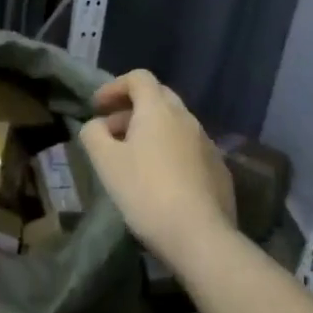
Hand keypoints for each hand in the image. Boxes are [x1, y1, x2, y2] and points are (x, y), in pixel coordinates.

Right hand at [80, 69, 234, 268]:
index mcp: (159, 110)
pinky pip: (189, 148)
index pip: (139, 78)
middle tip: (112, 131)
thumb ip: (94, 135)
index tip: (97, 107)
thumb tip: (96, 125)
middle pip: (159, 98)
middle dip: (132, 109)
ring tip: (133, 159)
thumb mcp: (106, 162)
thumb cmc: (145, 192)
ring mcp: (207, 143)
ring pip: (175, 125)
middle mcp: (186, 118)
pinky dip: (170, 152)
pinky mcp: (218, 169)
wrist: (199, 235)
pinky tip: (161, 180)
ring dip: (152, 132)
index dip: (114, 87)